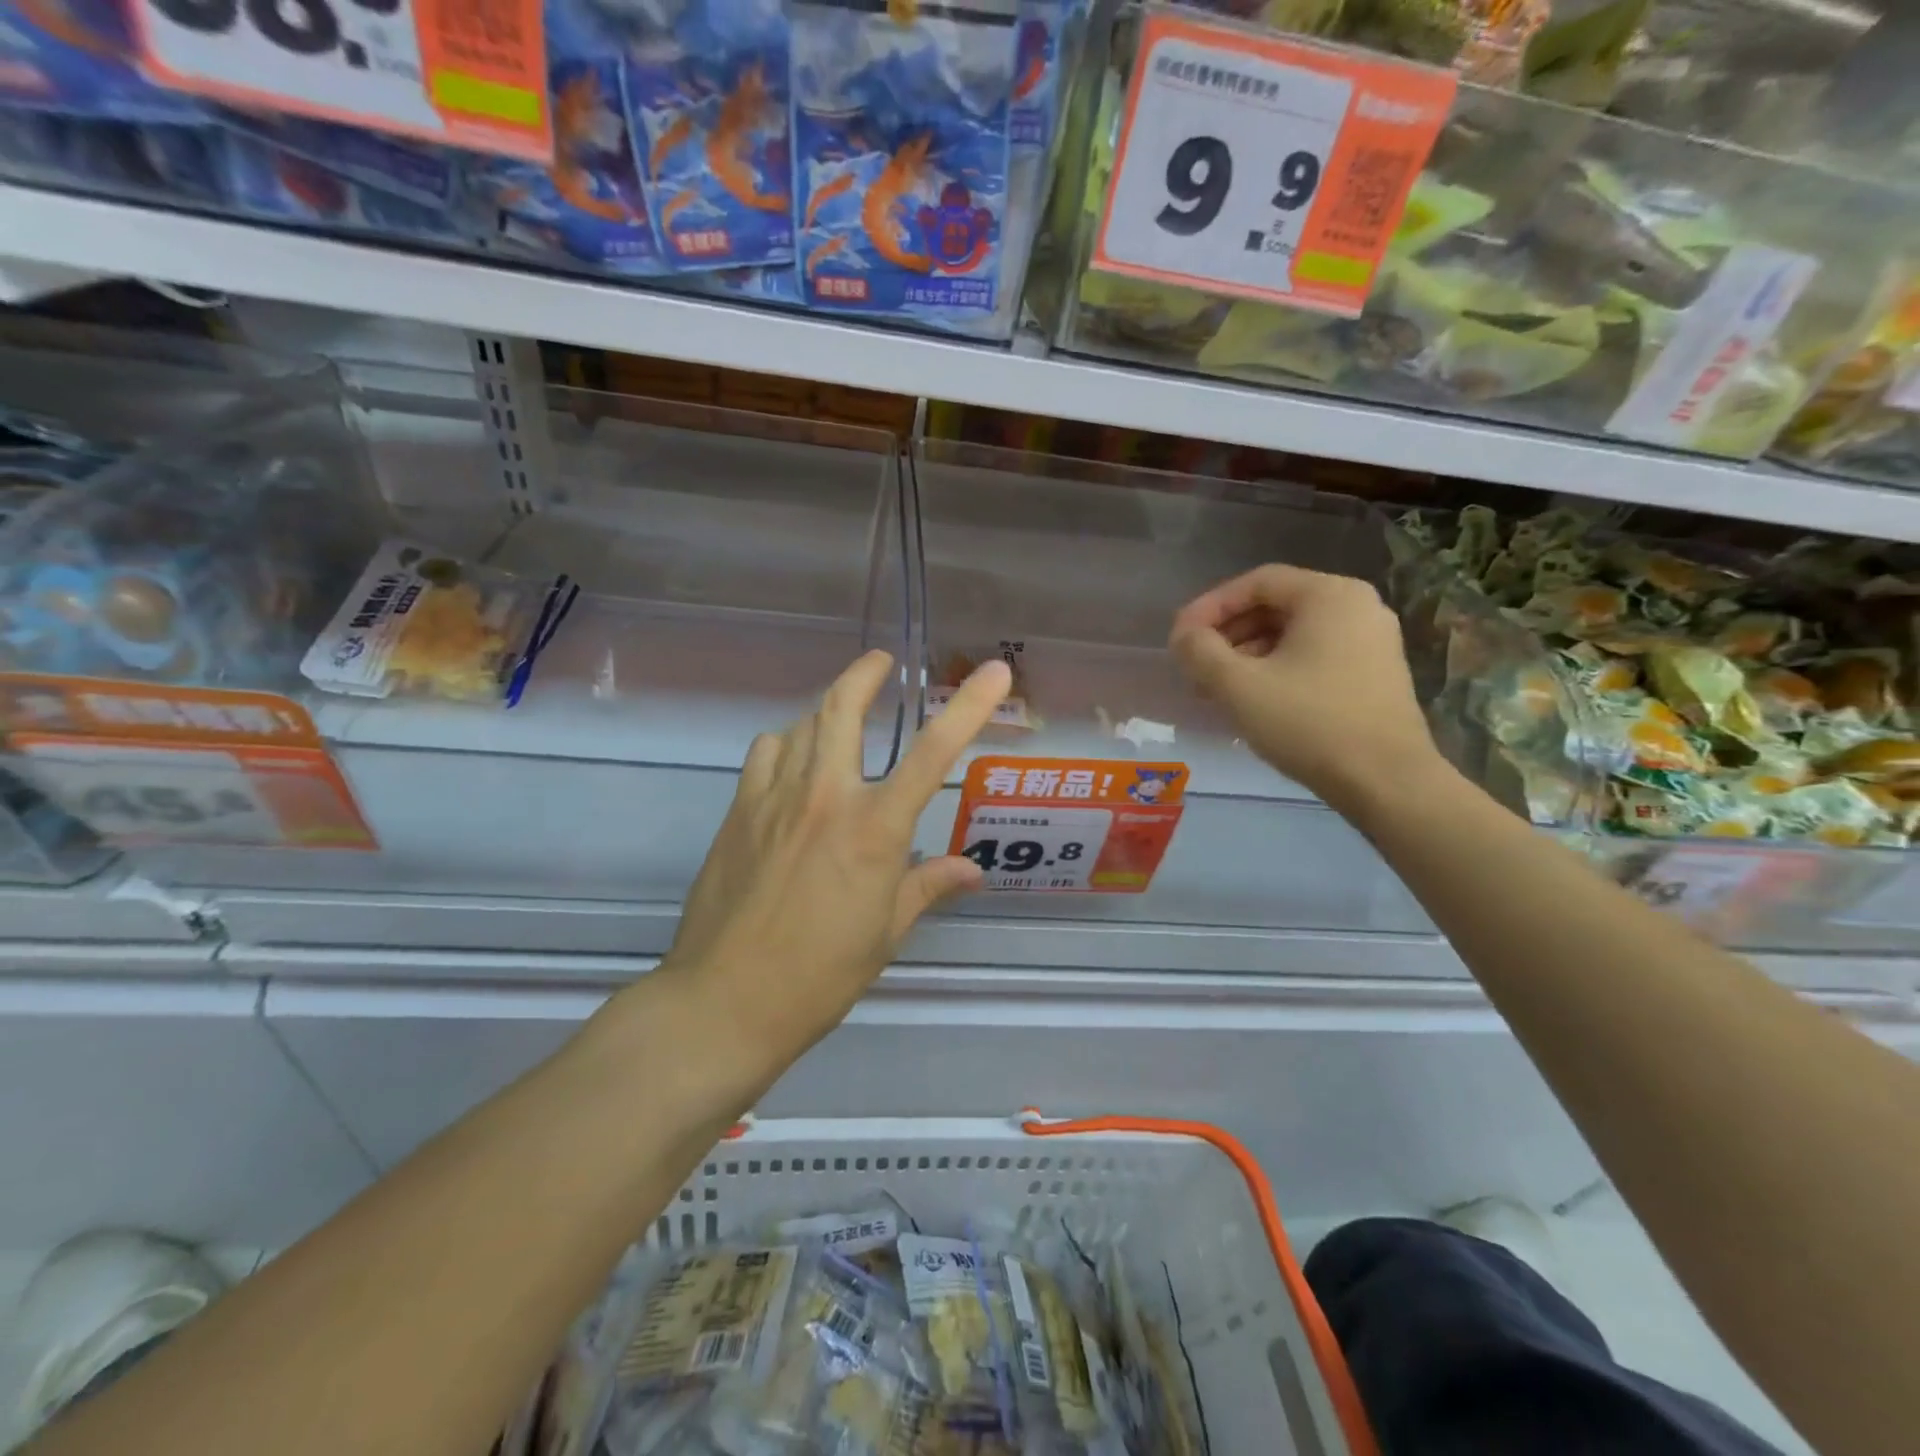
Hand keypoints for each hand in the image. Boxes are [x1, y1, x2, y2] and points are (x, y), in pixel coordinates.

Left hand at [662, 650, 1012, 1056]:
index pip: (934, 754)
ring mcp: (774, 798)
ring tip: (839, 723)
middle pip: (842, 708)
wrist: (726, 1001)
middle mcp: (826, 797)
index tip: (995, 672)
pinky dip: (786, 744)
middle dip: (865, 673)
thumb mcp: (886, 933)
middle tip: (882, 663)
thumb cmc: (820, 975)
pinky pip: (765, 753)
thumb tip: (972, 870)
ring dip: (826, 713)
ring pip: (801, 725)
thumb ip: (927, 886)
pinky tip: (792, 766)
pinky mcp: (738, 811)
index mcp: (875, 829)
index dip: (970, 707)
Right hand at [1169, 565, 1441, 812]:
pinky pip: (1314, 656)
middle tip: (1195, 666)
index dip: (1209, 607)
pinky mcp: (1375, 674)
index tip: (1180, 638)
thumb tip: (1183, 636)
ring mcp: (1372, 641)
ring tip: (1217, 690)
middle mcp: (1358, 607)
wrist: (1386, 782)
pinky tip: (1254, 701)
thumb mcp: (1238, 686)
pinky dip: (1277, 669)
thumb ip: (1199, 652)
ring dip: (1248, 656)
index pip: (1256, 583)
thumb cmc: (1309, 723)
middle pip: (1275, 607)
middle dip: (1227, 635)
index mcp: (1329, 595)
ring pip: (1293, 635)